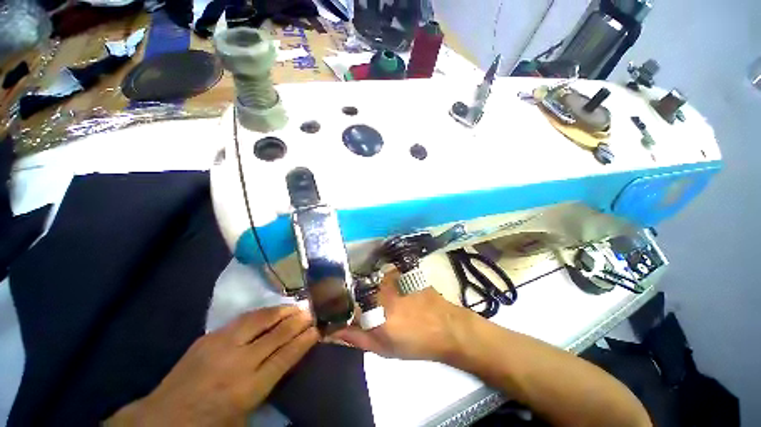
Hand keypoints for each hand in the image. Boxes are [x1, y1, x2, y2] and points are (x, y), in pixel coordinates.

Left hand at [106, 306, 318, 425]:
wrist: (162, 420)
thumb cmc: (210, 424)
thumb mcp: (245, 415)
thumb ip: (269, 385)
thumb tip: (290, 357)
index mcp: (248, 388)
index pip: (286, 356)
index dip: (304, 340)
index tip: (318, 329)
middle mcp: (237, 362)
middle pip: (277, 333)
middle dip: (298, 320)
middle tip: (311, 311)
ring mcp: (221, 346)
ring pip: (260, 319)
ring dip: (281, 311)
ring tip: (295, 306)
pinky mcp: (208, 337)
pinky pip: (243, 319)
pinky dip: (262, 313)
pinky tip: (271, 311)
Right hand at [332, 271, 473, 361]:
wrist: (446, 327)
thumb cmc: (415, 343)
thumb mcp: (383, 348)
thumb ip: (356, 338)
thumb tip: (331, 333)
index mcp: (373, 313)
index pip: (343, 306)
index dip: (338, 309)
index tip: (337, 314)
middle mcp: (379, 291)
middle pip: (355, 291)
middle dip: (353, 300)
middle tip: (363, 309)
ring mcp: (390, 279)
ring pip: (368, 282)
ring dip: (368, 291)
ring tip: (380, 301)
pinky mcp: (399, 273)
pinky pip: (382, 276)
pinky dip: (381, 284)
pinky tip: (391, 292)